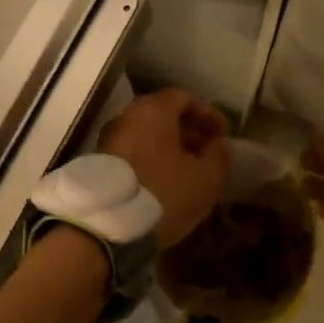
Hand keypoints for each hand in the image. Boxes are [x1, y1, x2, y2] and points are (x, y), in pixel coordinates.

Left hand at [98, 88, 231, 245]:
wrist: (107, 225)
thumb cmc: (163, 192)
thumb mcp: (204, 178)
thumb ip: (219, 157)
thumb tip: (221, 145)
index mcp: (153, 110)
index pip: (185, 98)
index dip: (208, 115)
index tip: (223, 136)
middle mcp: (127, 117)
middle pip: (164, 116)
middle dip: (189, 133)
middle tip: (209, 154)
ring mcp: (109, 140)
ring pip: (147, 137)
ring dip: (171, 150)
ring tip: (190, 172)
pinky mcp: (100, 165)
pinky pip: (134, 154)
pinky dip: (153, 162)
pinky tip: (166, 184)